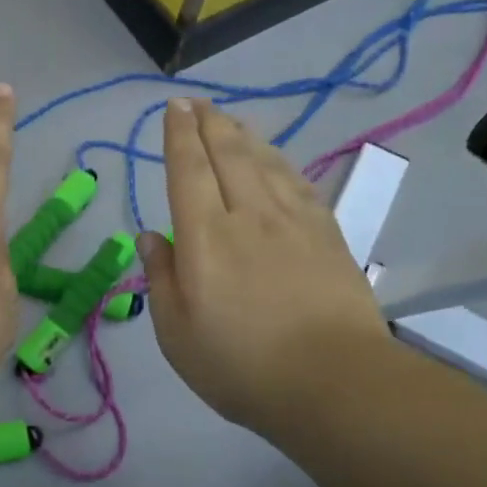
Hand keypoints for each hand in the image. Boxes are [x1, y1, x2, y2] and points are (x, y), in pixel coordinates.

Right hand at [139, 99, 389, 436]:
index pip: (188, 170)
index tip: (174, 108)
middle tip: (197, 103)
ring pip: (265, 161)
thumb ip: (162, 279)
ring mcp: (294, 222)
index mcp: (206, 238)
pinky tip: (276, 159)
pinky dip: (280, 161)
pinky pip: (298, 182)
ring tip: (230, 120)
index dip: (179, 135)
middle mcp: (248, 215)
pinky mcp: (327, 235)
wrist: (334, 383)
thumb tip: (152, 236)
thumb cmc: (241, 366)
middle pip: (228, 153)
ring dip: (244, 134)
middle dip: (209, 122)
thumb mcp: (177, 334)